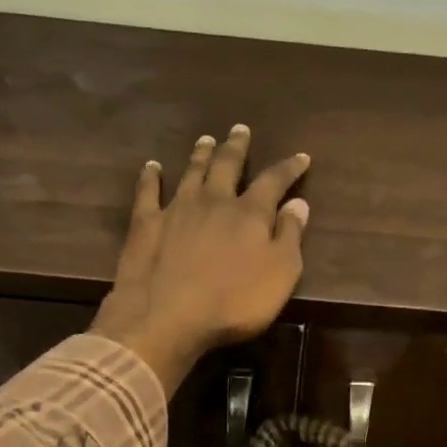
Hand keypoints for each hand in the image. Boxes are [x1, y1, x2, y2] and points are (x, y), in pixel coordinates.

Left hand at [90, 125, 309, 394]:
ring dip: (200, 154)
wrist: (167, 317)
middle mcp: (214, 201)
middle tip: (240, 129)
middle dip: (236, 147)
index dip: (289, 168)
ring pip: (191, 172)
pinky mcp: (145, 224)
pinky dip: (151, 177)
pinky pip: (148, 192)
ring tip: (206, 139)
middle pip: (227, 165)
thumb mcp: (280, 275)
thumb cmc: (233, 303)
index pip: (274, 181)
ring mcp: (176, 209)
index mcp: (250, 213)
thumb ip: (290, 237)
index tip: (300, 157)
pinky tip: (152, 167)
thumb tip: (299, 203)